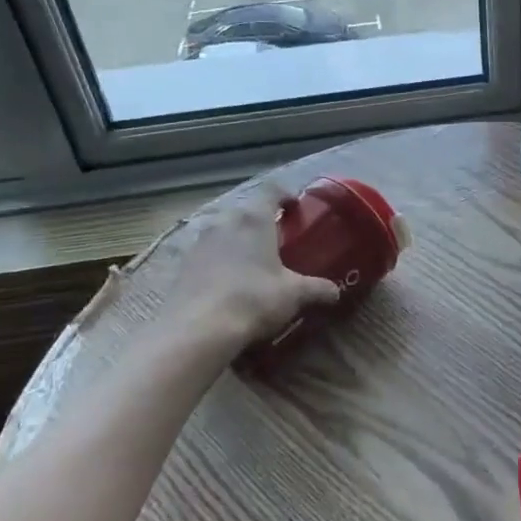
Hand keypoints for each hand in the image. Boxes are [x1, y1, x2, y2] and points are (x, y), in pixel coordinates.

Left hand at [170, 184, 341, 347]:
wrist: (197, 330)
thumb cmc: (253, 300)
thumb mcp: (294, 295)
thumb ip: (317, 289)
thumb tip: (336, 292)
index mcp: (254, 219)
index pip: (271, 190)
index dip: (285, 194)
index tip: (296, 207)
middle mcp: (225, 222)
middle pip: (246, 210)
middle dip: (262, 221)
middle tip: (278, 240)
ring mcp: (199, 242)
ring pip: (224, 230)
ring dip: (239, 240)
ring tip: (253, 262)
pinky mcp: (183, 265)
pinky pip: (208, 253)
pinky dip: (220, 260)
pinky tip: (229, 283)